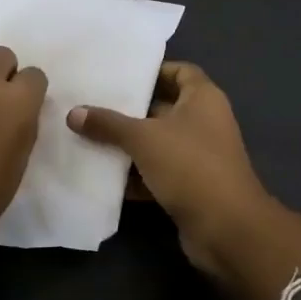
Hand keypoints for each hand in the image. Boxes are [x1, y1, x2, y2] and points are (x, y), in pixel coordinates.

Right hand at [67, 62, 300, 299]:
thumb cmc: (190, 166)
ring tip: (88, 138)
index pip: (180, 71)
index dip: (153, 71)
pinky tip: (103, 176)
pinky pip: (158, 172)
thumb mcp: (144, 138)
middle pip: (164, 107)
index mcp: (203, 99)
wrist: (226, 228)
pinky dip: (135, 175)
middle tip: (92, 105)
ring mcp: (199, 156)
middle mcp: (205, 122)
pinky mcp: (191, 186)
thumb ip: (108, 124)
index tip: (120, 76)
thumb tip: (74, 113)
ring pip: (158, 143)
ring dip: (128, 144)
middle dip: (130, 109)